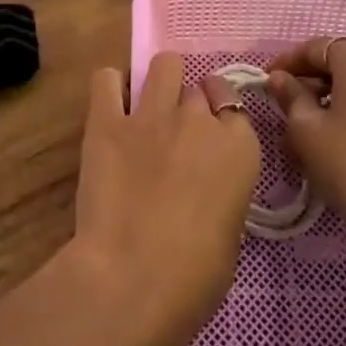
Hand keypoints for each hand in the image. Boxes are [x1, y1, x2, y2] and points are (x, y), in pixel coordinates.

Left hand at [69, 54, 259, 345]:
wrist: (132, 280)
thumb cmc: (195, 278)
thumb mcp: (230, 232)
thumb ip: (222, 191)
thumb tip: (205, 187)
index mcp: (239, 147)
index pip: (234, 107)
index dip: (219, 119)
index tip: (209, 138)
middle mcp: (199, 119)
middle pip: (197, 89)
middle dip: (188, 106)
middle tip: (175, 134)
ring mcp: (152, 114)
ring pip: (163, 65)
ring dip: (159, 82)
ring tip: (148, 107)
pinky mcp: (107, 121)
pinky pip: (106, 79)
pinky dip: (110, 88)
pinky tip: (111, 108)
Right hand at [268, 37, 345, 299]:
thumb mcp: (307, 132)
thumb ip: (290, 97)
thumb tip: (279, 78)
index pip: (315, 46)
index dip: (286, 63)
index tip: (266, 82)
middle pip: (342, 62)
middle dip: (311, 81)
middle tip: (286, 107)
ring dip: (335, 98)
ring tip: (312, 128)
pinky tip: (345, 142)